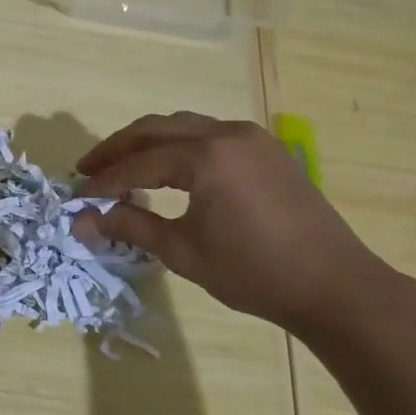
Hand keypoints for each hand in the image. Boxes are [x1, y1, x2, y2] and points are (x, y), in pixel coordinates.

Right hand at [78, 111, 396, 332]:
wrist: (337, 287)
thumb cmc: (254, 272)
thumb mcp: (183, 251)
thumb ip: (130, 227)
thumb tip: (81, 221)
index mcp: (207, 155)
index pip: (138, 163)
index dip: (104, 180)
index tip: (78, 197)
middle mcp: (227, 133)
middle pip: (155, 129)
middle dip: (118, 149)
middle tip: (88, 170)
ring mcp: (251, 138)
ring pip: (183, 126)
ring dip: (147, 143)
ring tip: (121, 166)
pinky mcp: (266, 150)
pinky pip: (208, 134)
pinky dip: (178, 146)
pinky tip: (167, 169)